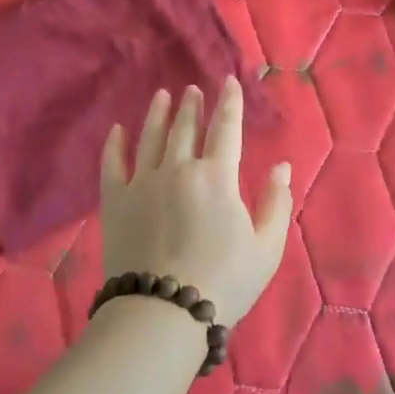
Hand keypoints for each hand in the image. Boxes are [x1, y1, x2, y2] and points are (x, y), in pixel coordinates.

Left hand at [101, 79, 292, 328]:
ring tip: (162, 96)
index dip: (230, 103)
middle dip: (193, 105)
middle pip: (186, 128)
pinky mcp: (115, 201)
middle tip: (193, 89)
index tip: (229, 81)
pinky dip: (115, 144)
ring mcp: (142, 182)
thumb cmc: (225, 281)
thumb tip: (281, 166)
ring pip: (151, 137)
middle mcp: (178, 168)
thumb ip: (276, 202)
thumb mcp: (267, 246)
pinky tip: (117, 130)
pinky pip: (113, 164)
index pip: (226, 128)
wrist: (163, 311)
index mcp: (217, 177)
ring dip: (158, 114)